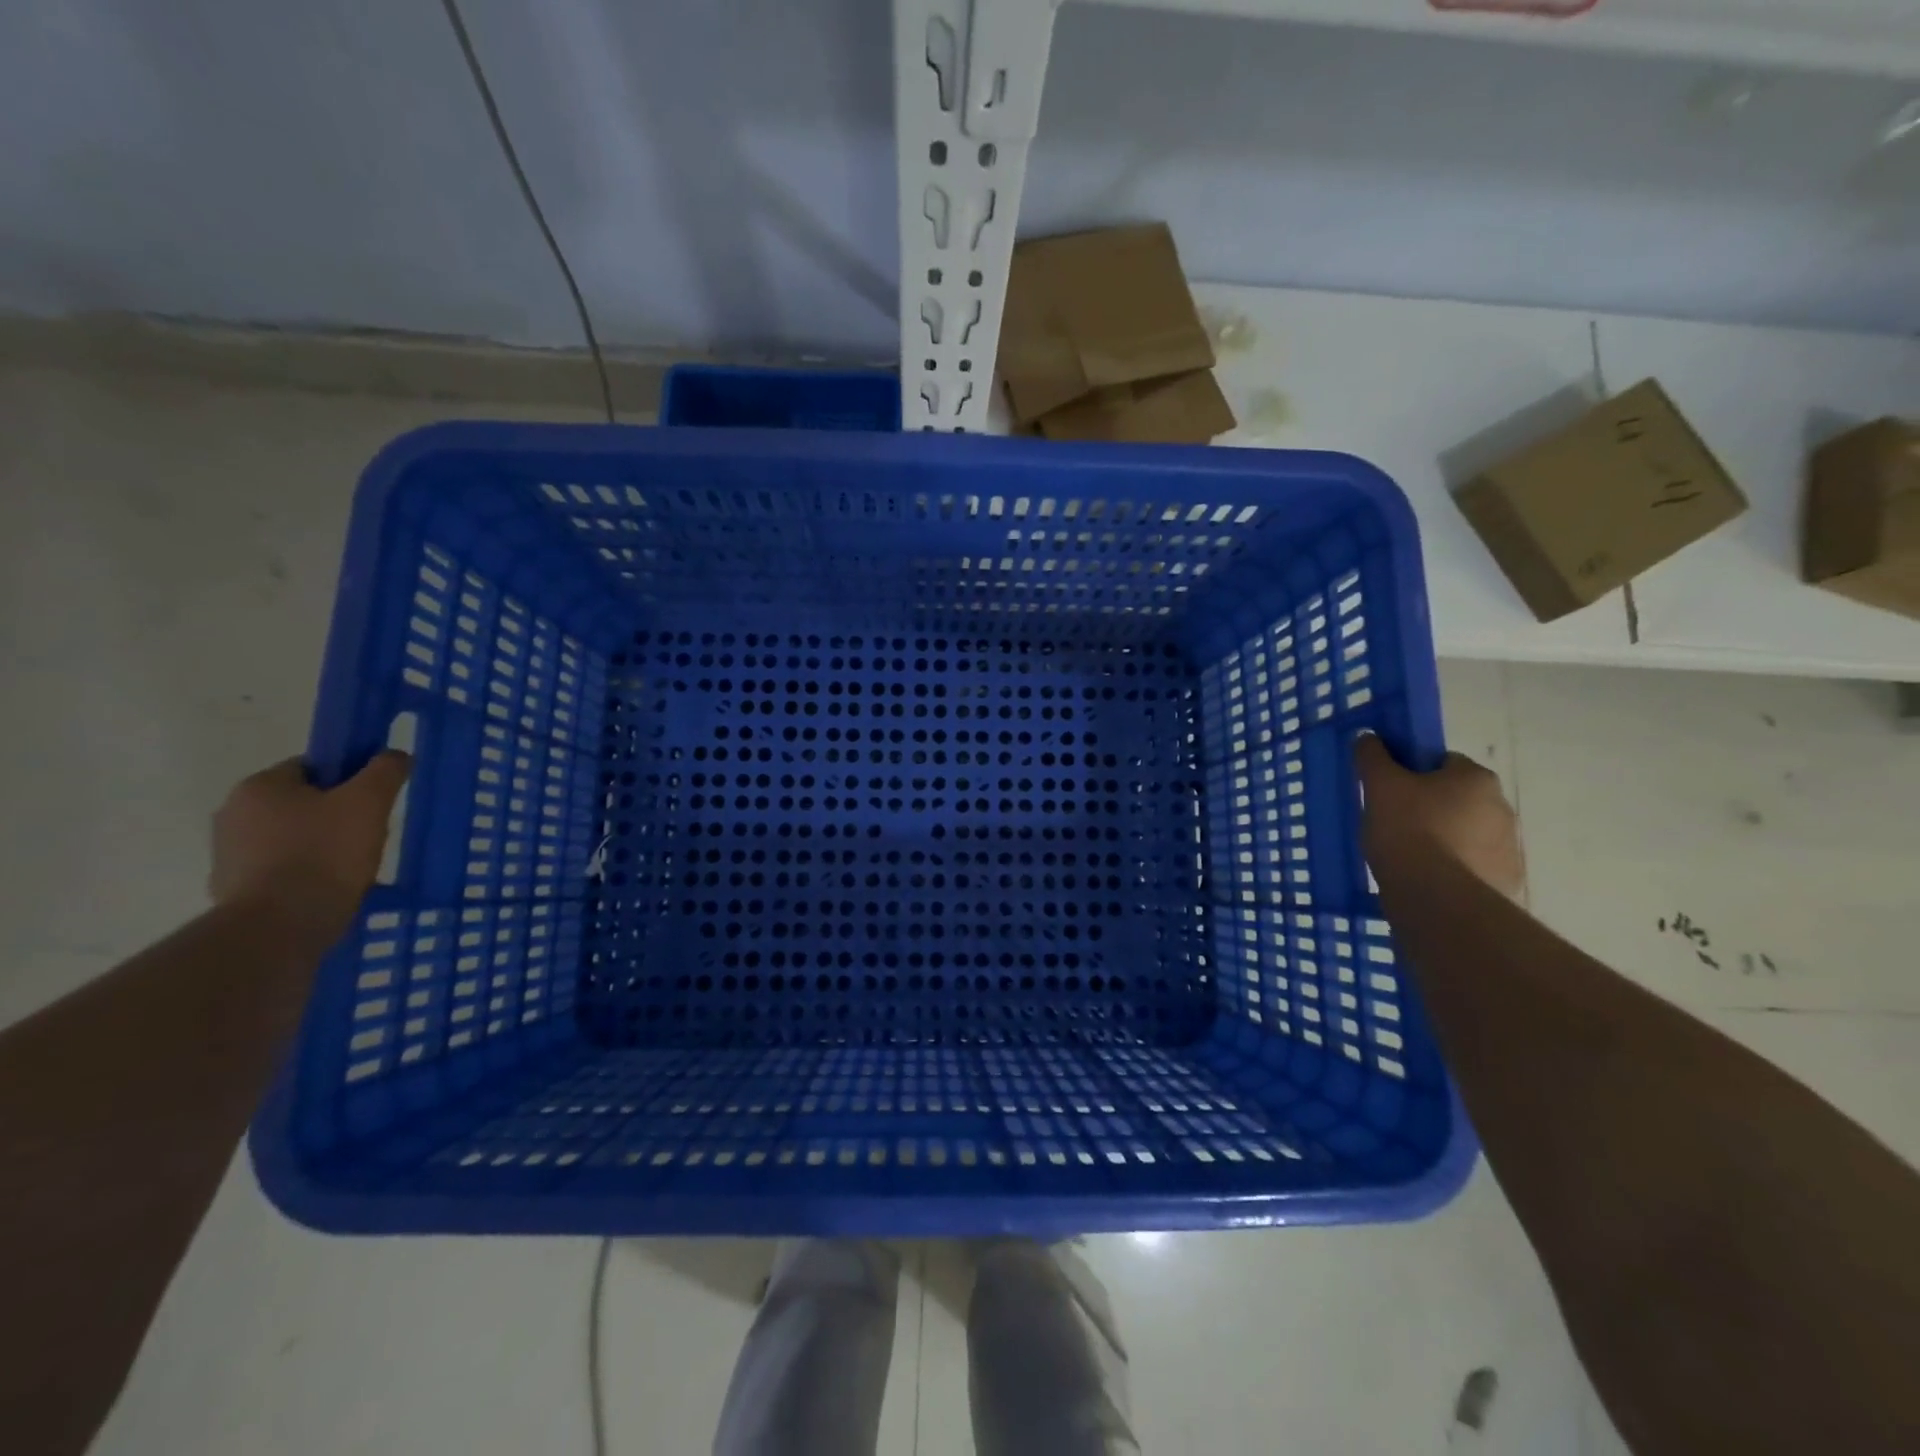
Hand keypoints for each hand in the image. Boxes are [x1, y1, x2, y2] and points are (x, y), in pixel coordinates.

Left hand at [210, 753, 411, 931]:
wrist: (281, 925)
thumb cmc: (325, 853)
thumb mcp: (368, 802)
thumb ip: (384, 771)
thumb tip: (393, 755)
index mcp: (259, 786)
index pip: (312, 767)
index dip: (349, 780)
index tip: (372, 801)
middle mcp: (233, 813)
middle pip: (301, 803)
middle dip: (335, 815)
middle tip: (370, 833)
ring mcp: (228, 854)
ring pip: (291, 837)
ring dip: (320, 845)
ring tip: (353, 865)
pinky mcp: (233, 888)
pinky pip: (280, 869)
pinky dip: (305, 873)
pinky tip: (330, 886)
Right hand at [1354, 735, 1524, 899]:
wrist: (1437, 899)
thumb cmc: (1408, 830)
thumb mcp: (1380, 786)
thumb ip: (1373, 757)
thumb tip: (1368, 736)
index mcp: (1475, 777)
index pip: (1441, 762)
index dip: (1412, 774)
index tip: (1390, 792)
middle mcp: (1501, 806)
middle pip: (1456, 798)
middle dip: (1429, 808)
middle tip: (1393, 824)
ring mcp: (1508, 847)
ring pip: (1465, 833)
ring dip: (1443, 840)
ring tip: (1407, 857)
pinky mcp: (1505, 881)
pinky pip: (1472, 866)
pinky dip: (1452, 869)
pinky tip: (1426, 880)